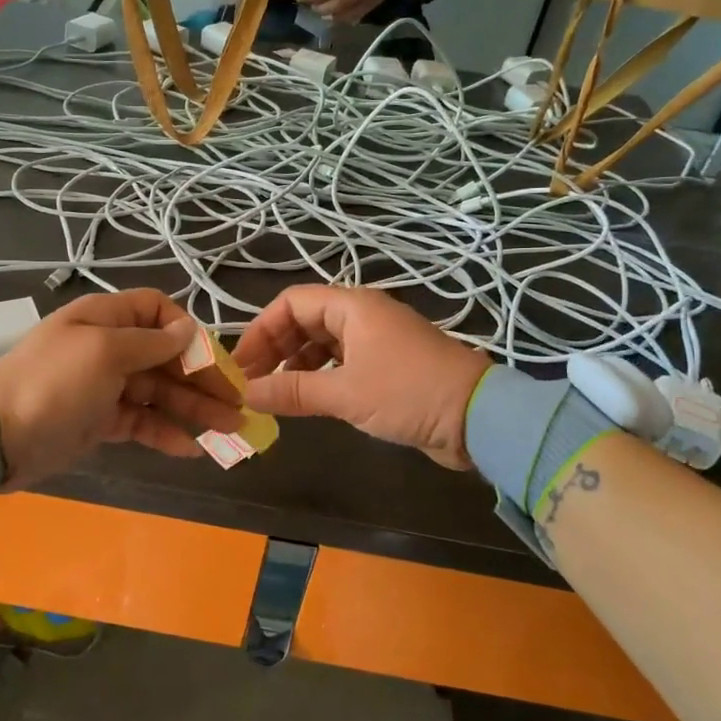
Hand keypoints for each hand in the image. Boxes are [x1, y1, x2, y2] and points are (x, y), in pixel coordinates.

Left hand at [0, 289, 242, 486]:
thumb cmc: (54, 382)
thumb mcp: (104, 351)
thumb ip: (150, 342)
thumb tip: (186, 331)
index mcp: (105, 318)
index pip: (156, 310)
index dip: (185, 330)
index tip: (210, 357)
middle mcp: (108, 346)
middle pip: (165, 355)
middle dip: (202, 377)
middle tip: (237, 403)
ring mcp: (104, 386)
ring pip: (159, 392)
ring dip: (194, 408)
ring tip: (230, 430)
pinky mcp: (100, 421)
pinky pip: (141, 422)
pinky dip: (165, 433)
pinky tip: (191, 449)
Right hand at [233, 286, 492, 468]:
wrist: (479, 418)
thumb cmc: (408, 393)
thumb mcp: (345, 394)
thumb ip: (293, 391)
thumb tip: (246, 395)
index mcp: (352, 306)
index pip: (291, 303)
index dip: (261, 330)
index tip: (241, 364)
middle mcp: (362, 315)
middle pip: (304, 321)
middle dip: (275, 349)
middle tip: (251, 383)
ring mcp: (376, 340)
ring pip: (321, 343)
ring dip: (295, 365)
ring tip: (274, 394)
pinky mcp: (387, 366)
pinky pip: (340, 362)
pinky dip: (319, 376)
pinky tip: (305, 400)